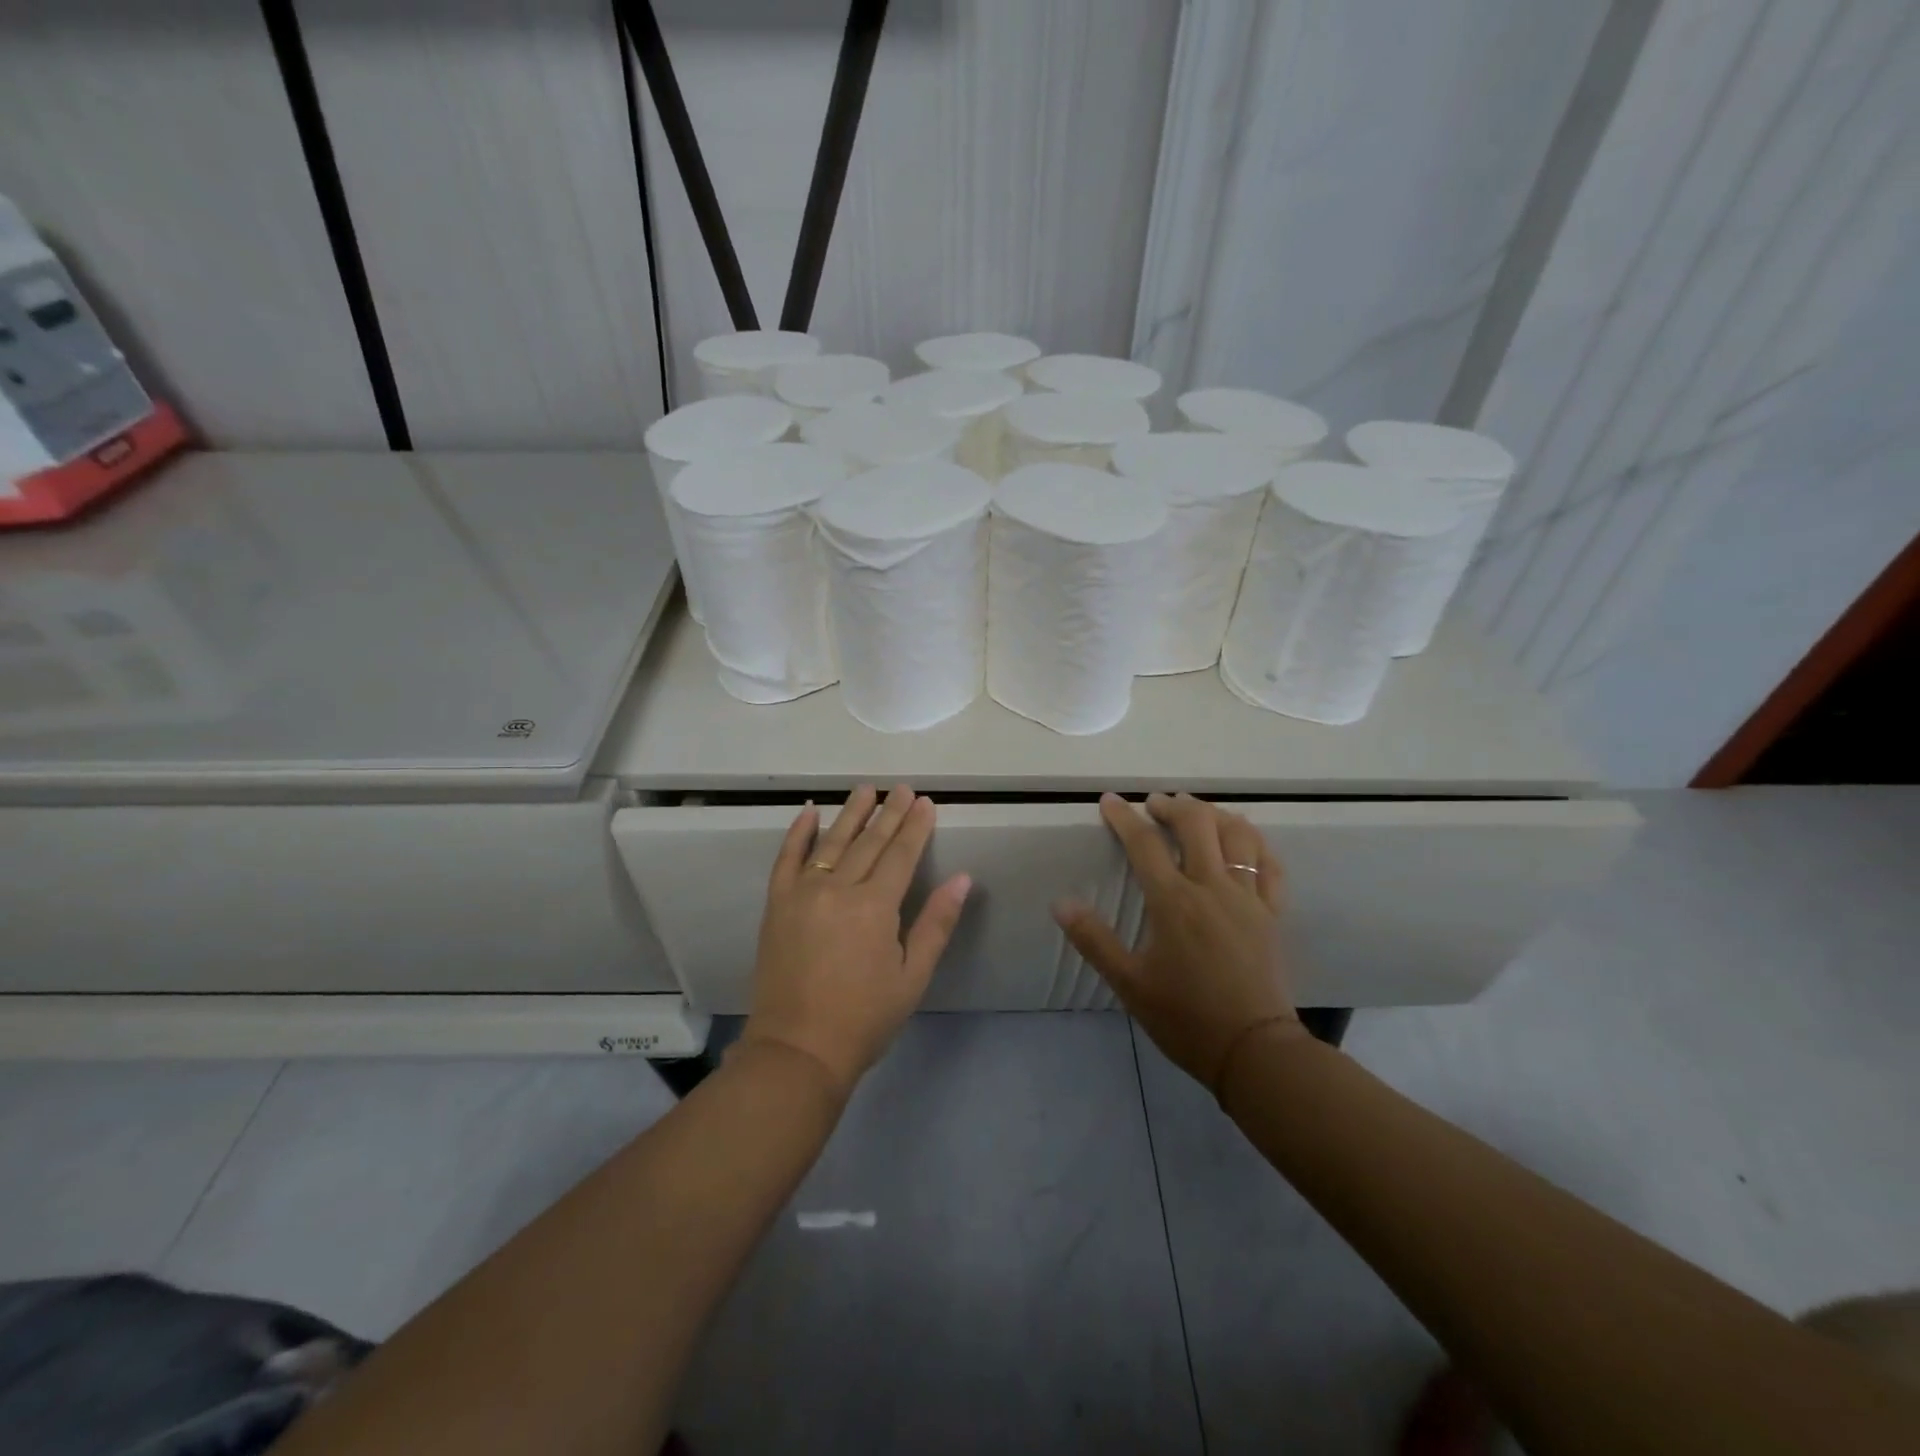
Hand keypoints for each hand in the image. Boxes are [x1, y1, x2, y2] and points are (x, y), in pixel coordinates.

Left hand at [740, 784, 971, 1098]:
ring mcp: (802, 893)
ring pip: (831, 842)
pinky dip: (798, 833)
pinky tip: (810, 812)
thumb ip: (936, 923)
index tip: (925, 802)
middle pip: (869, 842)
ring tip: (866, 789)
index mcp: (875, 906)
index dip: (915, 827)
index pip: (901, 854)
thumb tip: (963, 879)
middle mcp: (838, 889)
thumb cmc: (865, 1017)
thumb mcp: (913, 976)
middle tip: (902, 788)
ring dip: (851, 813)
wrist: (798, 1049)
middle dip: (889, 813)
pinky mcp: (777, 904)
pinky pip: (786, 859)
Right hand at [1055, 792, 1302, 1091]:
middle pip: (1197, 824)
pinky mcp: (1273, 913)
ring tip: (1197, 812)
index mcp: (1174, 902)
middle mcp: (1212, 888)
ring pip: (1238, 835)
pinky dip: (1256, 843)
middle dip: (1173, 806)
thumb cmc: (1185, 1017)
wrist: (1253, 1050)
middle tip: (1155, 804)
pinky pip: (1270, 865)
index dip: (1124, 817)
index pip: (1144, 844)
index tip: (1109, 801)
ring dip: (1215, 814)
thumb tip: (1060, 903)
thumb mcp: (1129, 983)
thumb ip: (1094, 940)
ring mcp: (1249, 897)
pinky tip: (1245, 840)